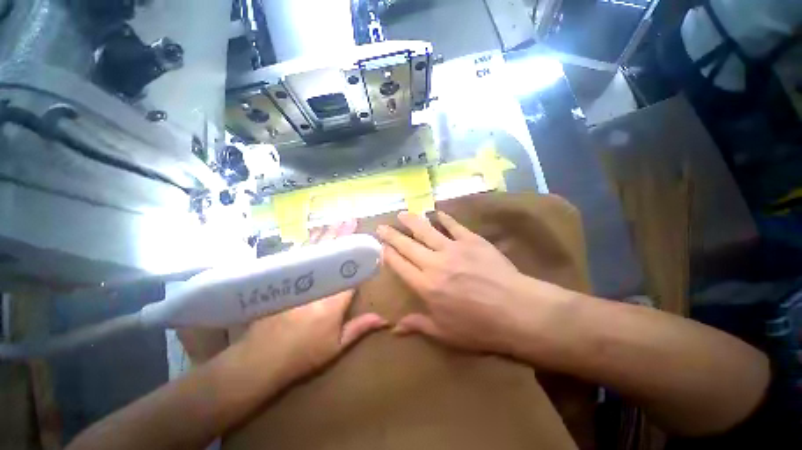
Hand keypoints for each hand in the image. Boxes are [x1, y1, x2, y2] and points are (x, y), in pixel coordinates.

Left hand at [239, 222, 387, 384]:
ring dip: (321, 237)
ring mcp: (293, 281)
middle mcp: (312, 286)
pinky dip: (302, 247)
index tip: (368, 244)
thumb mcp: (335, 347)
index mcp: (330, 303)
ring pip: (308, 253)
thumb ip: (358, 329)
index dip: (358, 259)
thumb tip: (384, 319)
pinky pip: (293, 258)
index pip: (348, 274)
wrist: (264, 356)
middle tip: (349, 219)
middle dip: (339, 236)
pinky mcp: (278, 281)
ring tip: (330, 223)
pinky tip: (306, 241)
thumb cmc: (303, 355)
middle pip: (327, 256)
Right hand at [377, 211, 530, 353]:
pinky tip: (437, 212)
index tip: (379, 246)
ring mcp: (455, 249)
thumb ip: (418, 325)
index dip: (387, 255)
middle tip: (381, 226)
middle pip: (409, 245)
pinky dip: (444, 218)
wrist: (514, 309)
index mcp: (425, 286)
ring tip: (402, 214)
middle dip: (393, 235)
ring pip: (428, 230)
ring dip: (413, 221)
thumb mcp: (445, 333)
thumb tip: (393, 328)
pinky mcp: (474, 241)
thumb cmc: (478, 327)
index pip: (400, 266)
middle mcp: (435, 264)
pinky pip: (455, 226)